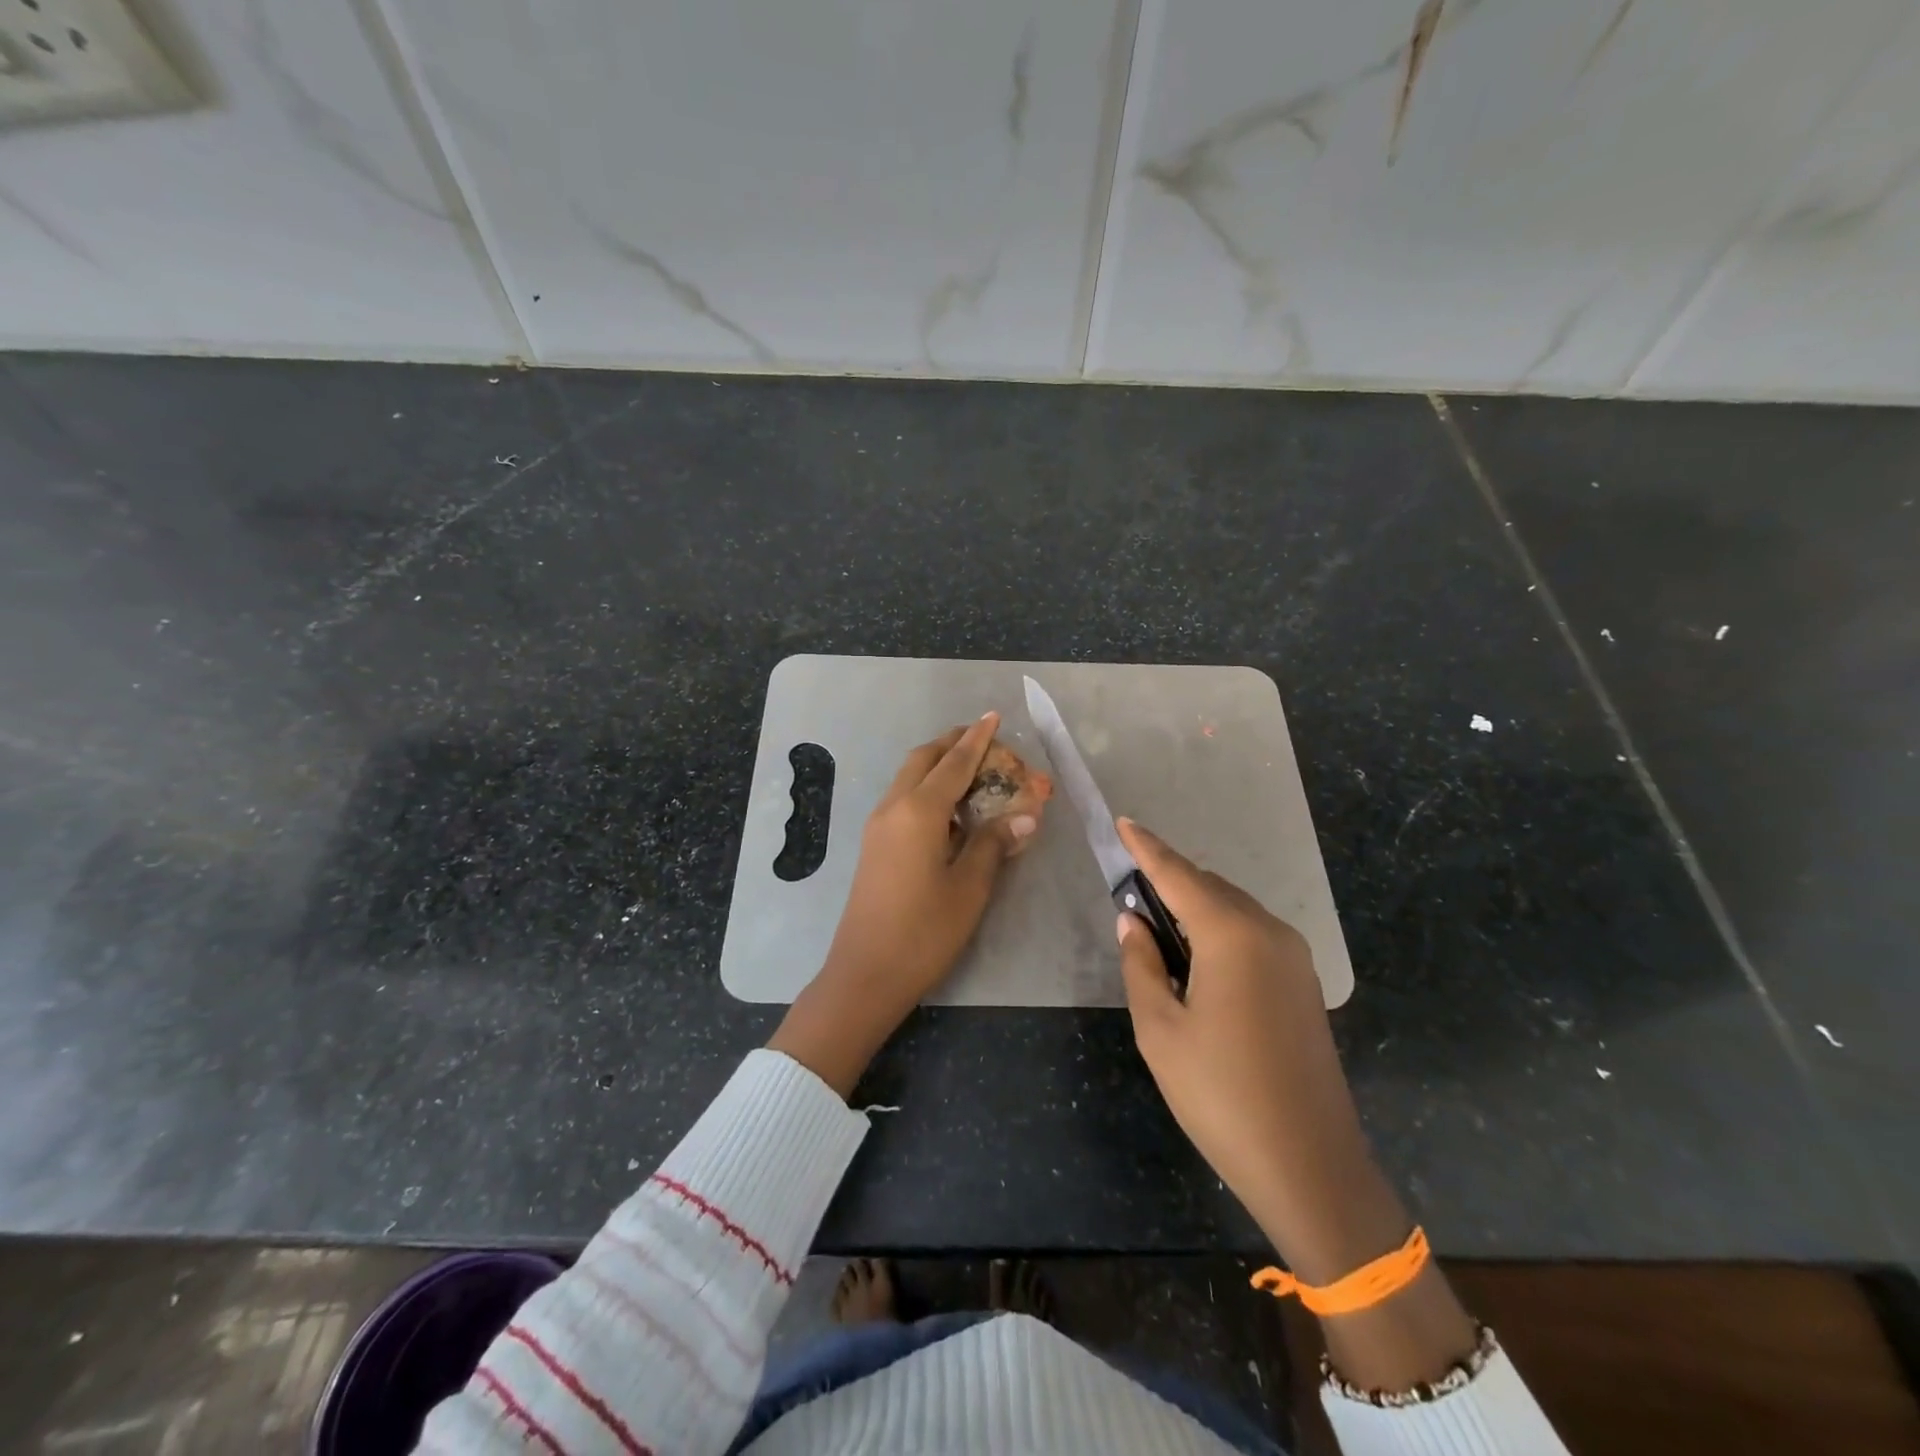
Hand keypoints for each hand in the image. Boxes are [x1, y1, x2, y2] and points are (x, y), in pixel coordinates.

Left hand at [768, 712, 1037, 1096]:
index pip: (955, 762)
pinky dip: (928, 788)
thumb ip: (994, 844)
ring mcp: (879, 825)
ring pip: (910, 777)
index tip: (994, 717)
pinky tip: (951, 809)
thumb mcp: (969, 888)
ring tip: (972, 769)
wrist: (866, 973)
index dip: (978, 739)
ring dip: (938, 764)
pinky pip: (903, 799)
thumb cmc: (924, 932)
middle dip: (953, 743)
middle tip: (985, 740)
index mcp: (919, 811)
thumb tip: (1025, 817)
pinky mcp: (875, 844)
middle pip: (924, 759)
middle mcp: (894, 807)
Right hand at [1113, 819, 1405, 1283]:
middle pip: (1208, 887)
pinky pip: (1253, 934)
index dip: (1146, 848)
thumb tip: (1133, 920)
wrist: (1310, 1166)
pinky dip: (1219, 929)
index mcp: (1231, 935)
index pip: (1177, 875)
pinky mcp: (1304, 983)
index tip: (1122, 822)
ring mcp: (1294, 957)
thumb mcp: (1160, 1029)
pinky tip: (1198, 959)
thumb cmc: (1220, 1094)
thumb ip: (1141, 964)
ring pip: (1233, 909)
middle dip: (1168, 880)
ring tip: (1158, 928)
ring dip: (1194, 906)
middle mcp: (1268, 932)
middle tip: (1129, 893)